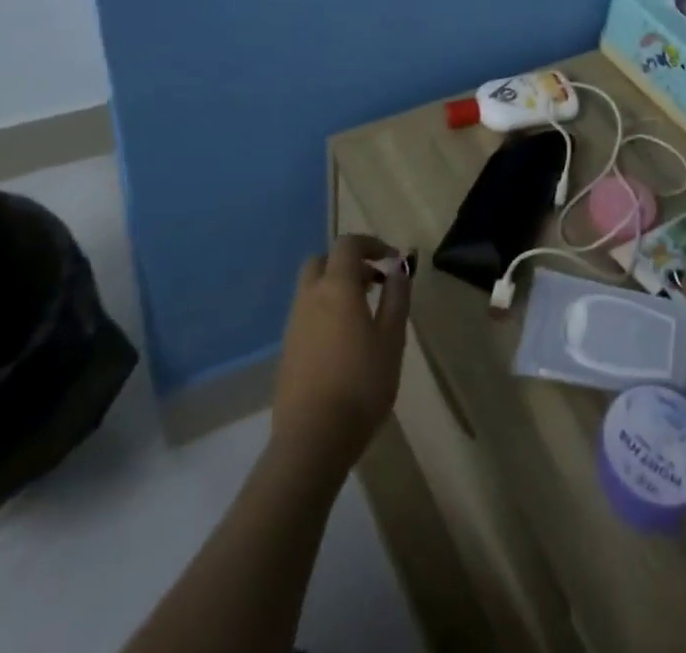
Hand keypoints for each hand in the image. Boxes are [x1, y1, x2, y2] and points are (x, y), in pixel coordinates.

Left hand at [271, 235, 411, 470]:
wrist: (312, 440)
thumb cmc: (361, 384)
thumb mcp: (392, 339)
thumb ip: (396, 297)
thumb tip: (398, 269)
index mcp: (336, 287)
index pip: (348, 244)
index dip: (371, 244)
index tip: (392, 261)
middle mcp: (309, 297)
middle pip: (323, 261)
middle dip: (348, 263)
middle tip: (374, 283)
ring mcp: (293, 324)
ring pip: (312, 288)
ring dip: (336, 287)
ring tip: (364, 314)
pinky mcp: (287, 349)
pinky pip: (306, 313)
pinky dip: (325, 311)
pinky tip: (344, 342)